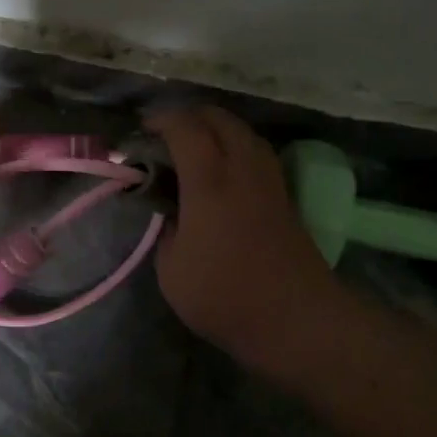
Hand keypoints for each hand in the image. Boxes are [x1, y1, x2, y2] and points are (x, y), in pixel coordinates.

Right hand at [147, 106, 340, 376]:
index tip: (139, 132)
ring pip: (243, 132)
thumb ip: (166, 230)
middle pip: (218, 118)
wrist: (296, 319)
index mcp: (209, 180)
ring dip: (215, 129)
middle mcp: (242, 168)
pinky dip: (234, 147)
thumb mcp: (171, 269)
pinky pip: (256, 153)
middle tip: (164, 135)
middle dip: (188, 116)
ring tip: (193, 148)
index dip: (160, 120)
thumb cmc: (225, 295)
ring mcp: (269, 180)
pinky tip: (222, 171)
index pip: (184, 127)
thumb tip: (172, 214)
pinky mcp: (284, 197)